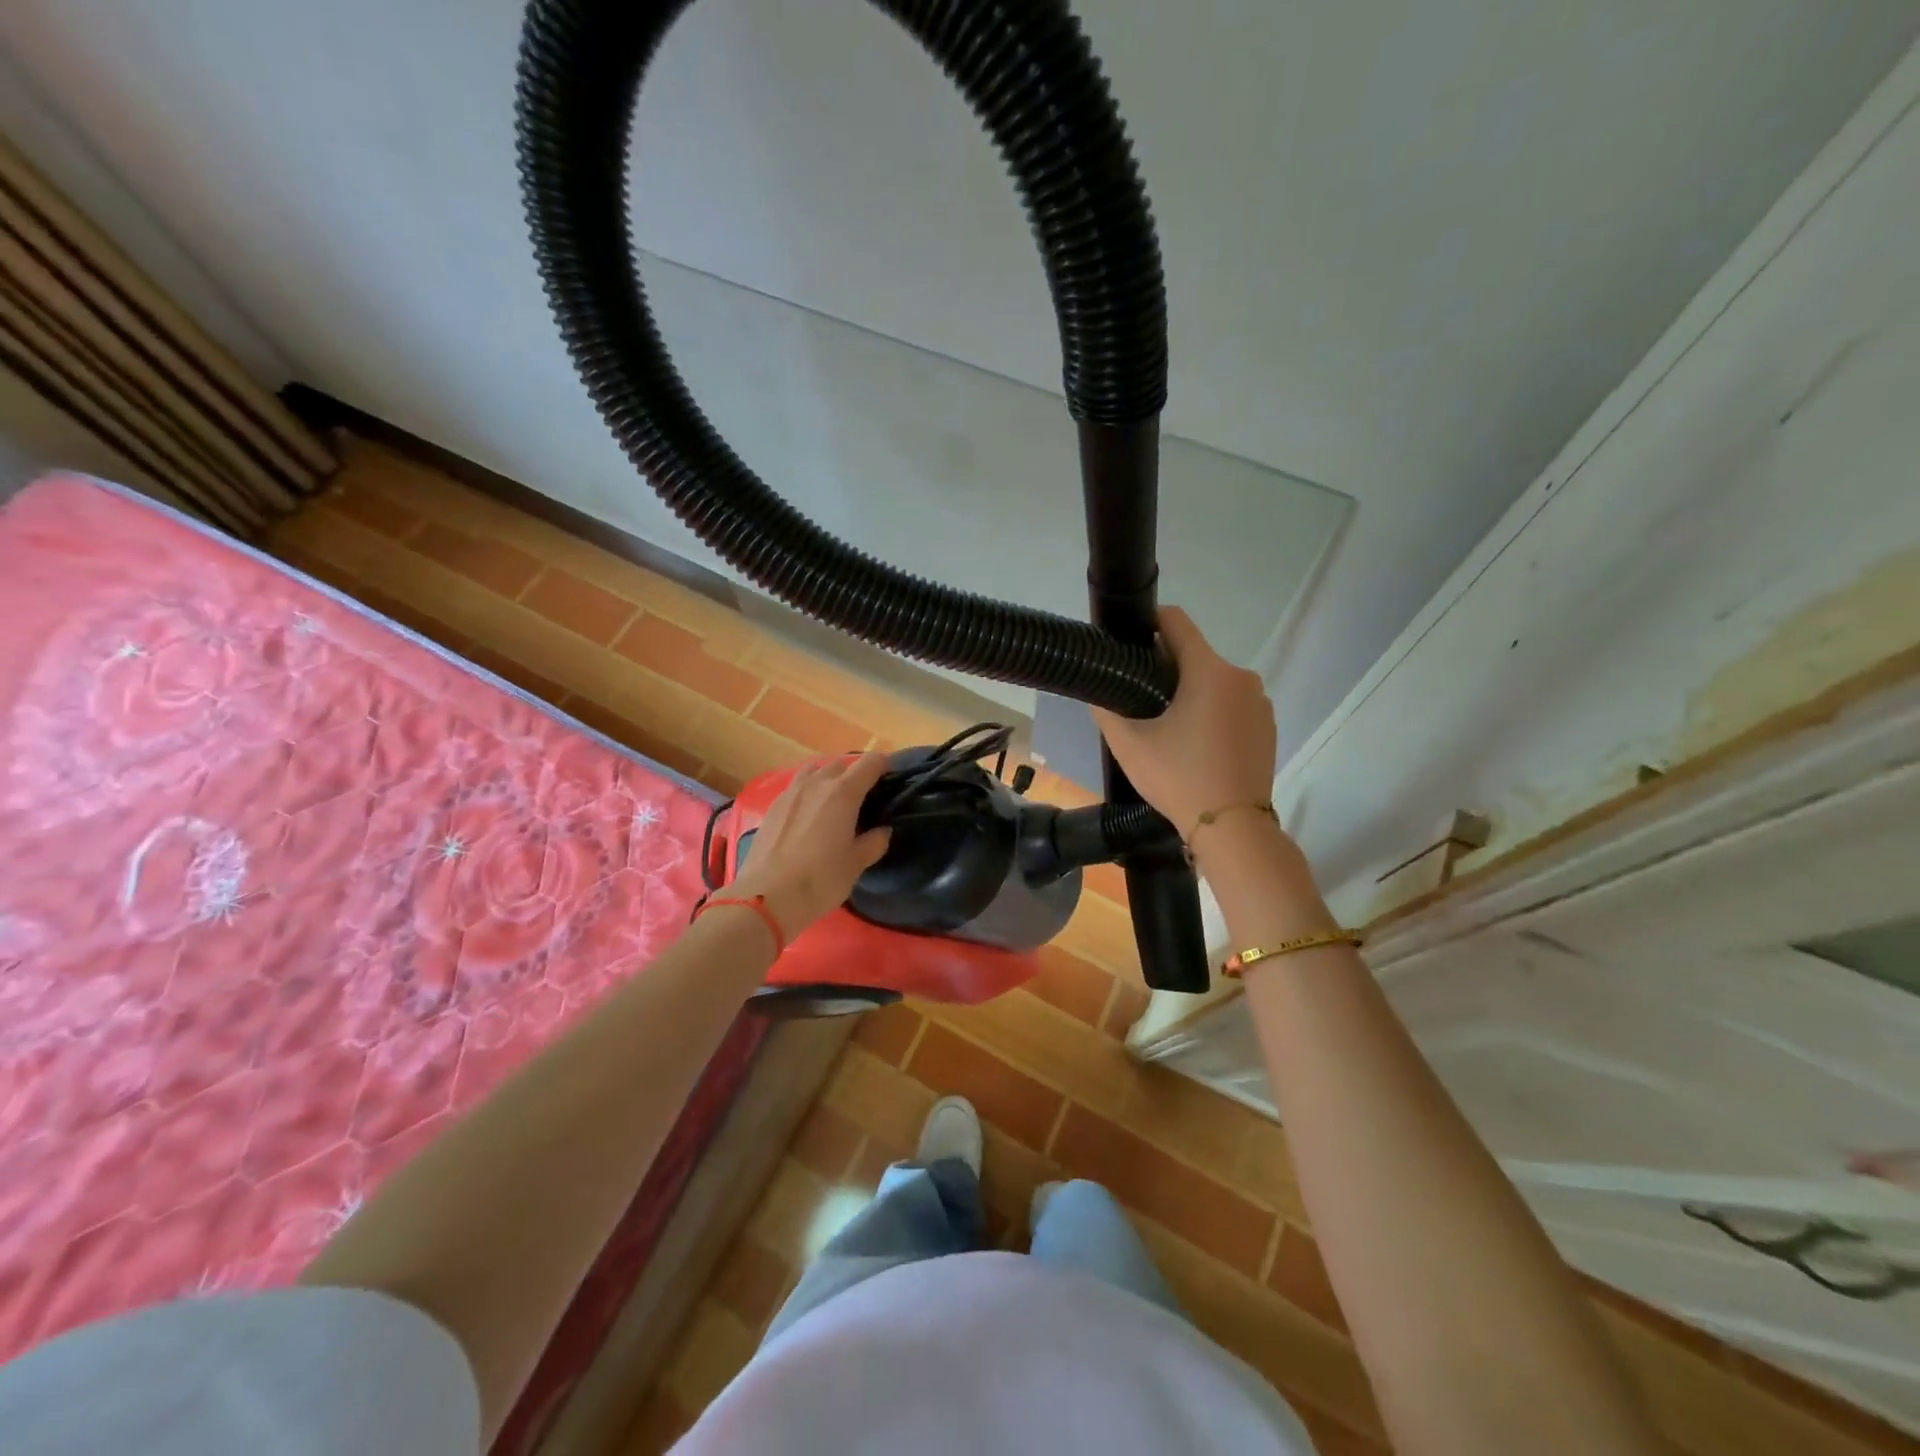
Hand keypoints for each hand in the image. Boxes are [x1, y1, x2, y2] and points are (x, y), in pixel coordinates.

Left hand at [728, 753, 893, 937]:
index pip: (869, 763)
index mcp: (843, 793)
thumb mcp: (856, 865)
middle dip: (855, 773)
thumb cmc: (820, 880)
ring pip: (814, 771)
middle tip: (863, 796)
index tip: (890, 776)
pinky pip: (796, 787)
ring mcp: (790, 792)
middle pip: (840, 765)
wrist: (766, 897)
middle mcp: (816, 783)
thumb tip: (882, 831)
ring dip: (827, 778)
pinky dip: (808, 792)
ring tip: (833, 799)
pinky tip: (808, 814)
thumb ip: (873, 843)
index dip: (883, 765)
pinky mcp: (772, 806)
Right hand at [1091, 606, 1276, 838]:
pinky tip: (1197, 743)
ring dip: (1191, 692)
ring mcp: (1260, 702)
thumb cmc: (1178, 778)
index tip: (1129, 640)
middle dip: (1167, 667)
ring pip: (1215, 682)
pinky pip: (1233, 704)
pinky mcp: (1268, 726)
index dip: (1149, 622)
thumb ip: (1107, 710)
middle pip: (1195, 655)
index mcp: (1209, 671)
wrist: (1232, 827)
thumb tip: (1097, 693)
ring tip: (1168, 725)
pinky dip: (1213, 712)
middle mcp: (1241, 677)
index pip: (1177, 622)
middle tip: (1139, 696)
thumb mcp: (1129, 745)